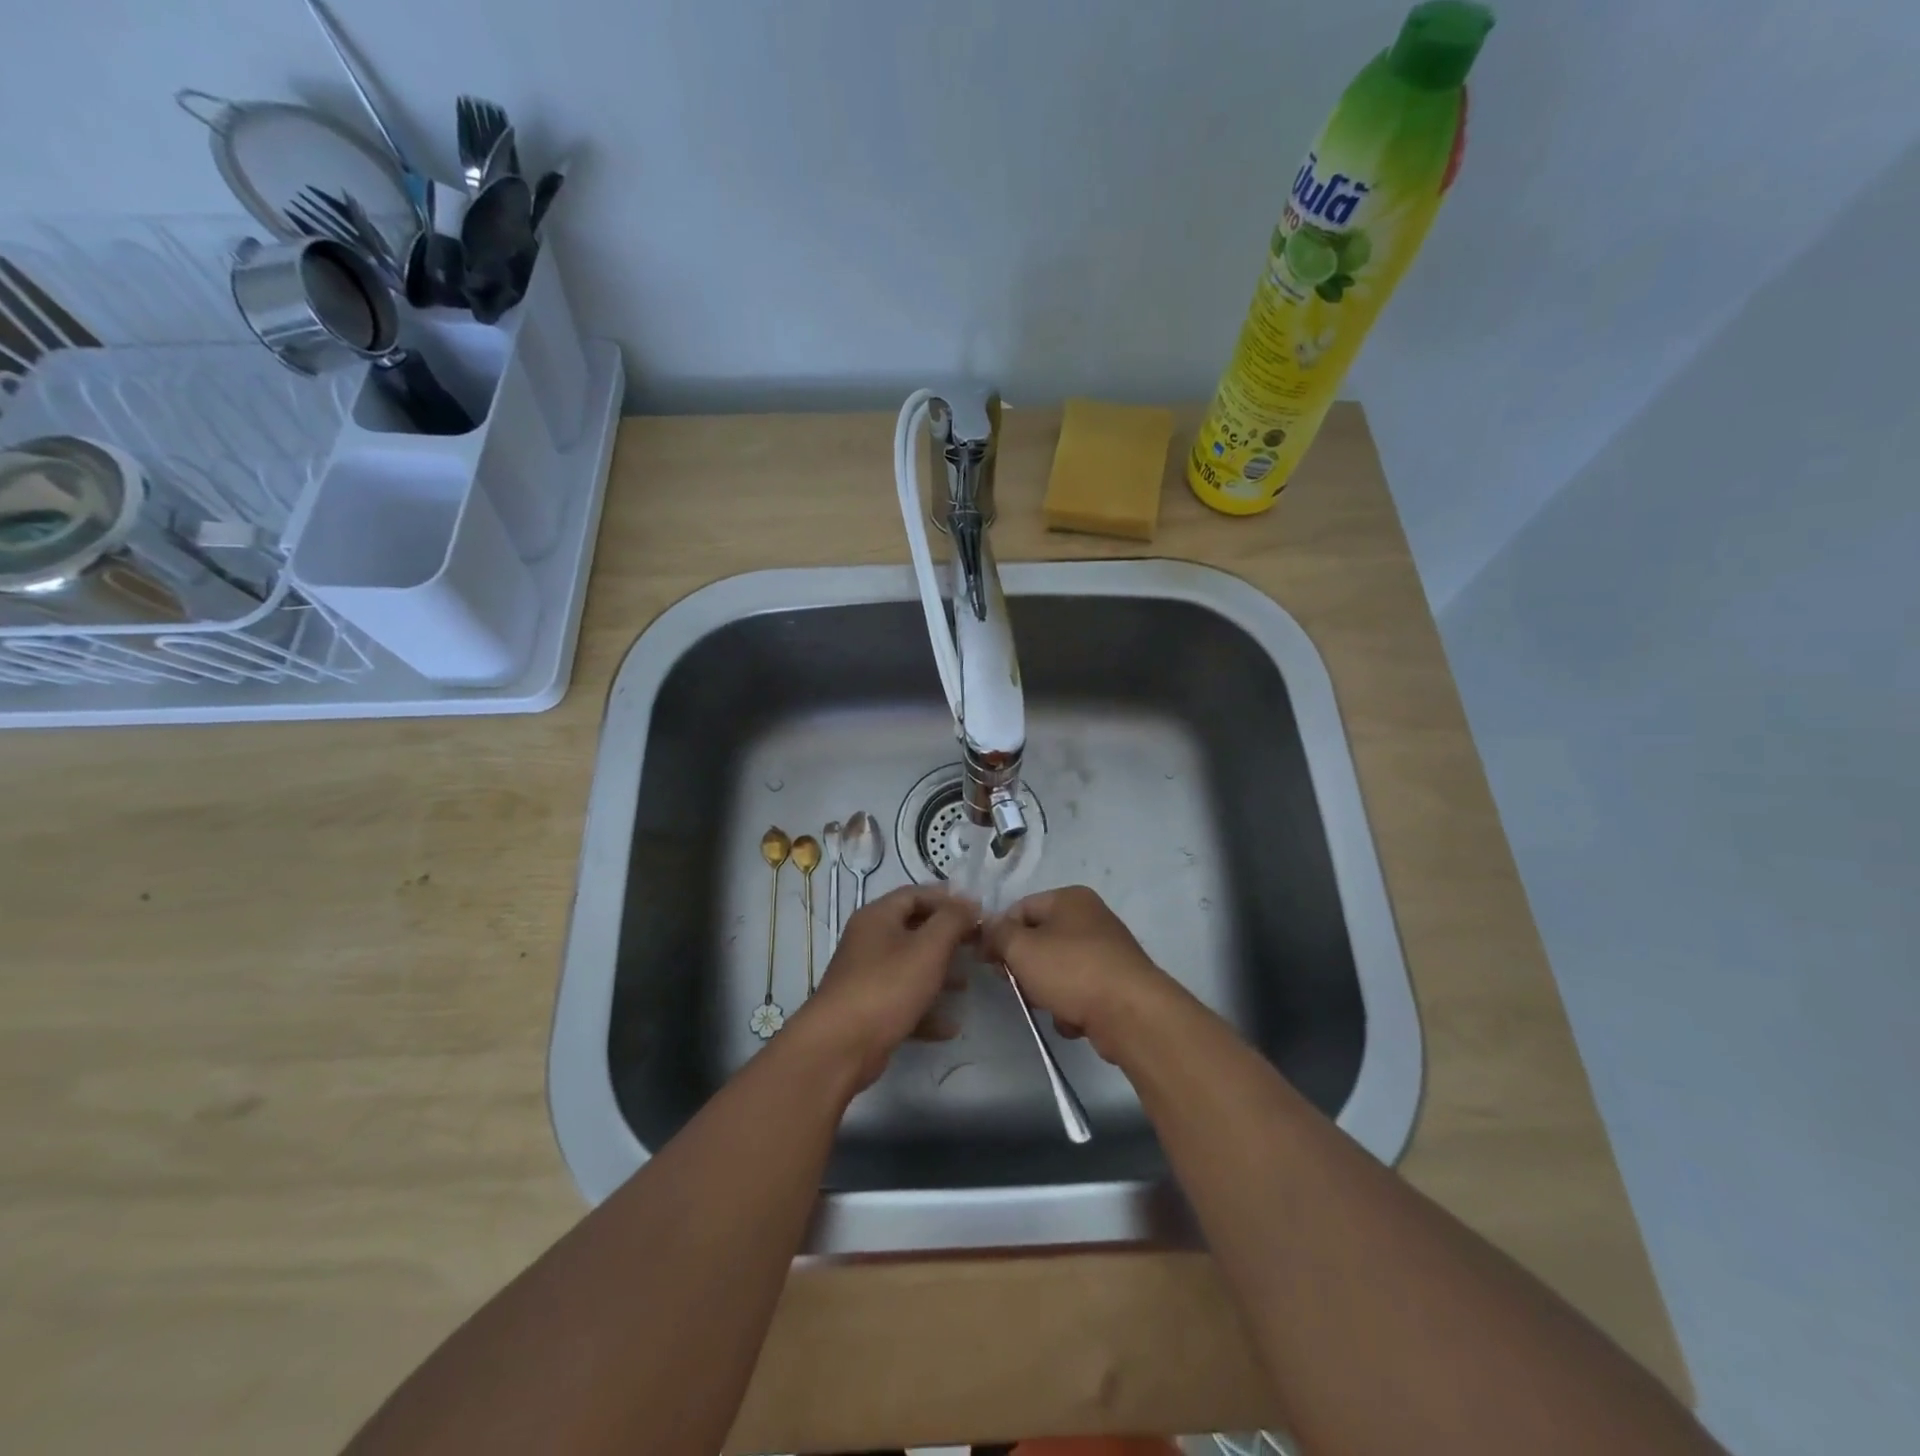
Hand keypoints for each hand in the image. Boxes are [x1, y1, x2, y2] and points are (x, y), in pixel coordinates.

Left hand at [789, 884, 978, 1089]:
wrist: (840, 1047)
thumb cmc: (887, 986)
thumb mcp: (928, 947)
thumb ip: (952, 920)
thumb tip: (970, 902)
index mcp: (878, 917)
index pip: (915, 894)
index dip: (947, 899)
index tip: (977, 911)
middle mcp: (869, 941)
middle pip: (914, 930)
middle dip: (947, 937)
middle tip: (977, 946)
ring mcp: (867, 977)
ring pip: (910, 967)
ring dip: (940, 973)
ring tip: (967, 984)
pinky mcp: (869, 1010)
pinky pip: (904, 1001)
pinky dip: (927, 1009)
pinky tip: (951, 1026)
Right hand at [981, 885, 1176, 1062]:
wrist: (1131, 1014)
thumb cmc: (1072, 971)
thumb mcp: (1022, 948)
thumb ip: (998, 934)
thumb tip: (988, 927)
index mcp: (1070, 899)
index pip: (1020, 908)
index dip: (999, 933)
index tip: (987, 961)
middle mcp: (1090, 918)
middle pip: (1039, 939)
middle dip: (1024, 966)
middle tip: (1017, 985)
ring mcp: (1106, 952)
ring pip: (1057, 969)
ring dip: (1046, 990)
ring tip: (1049, 1005)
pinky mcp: (1115, 984)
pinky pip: (1079, 991)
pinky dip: (1070, 1006)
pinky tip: (1073, 1019)